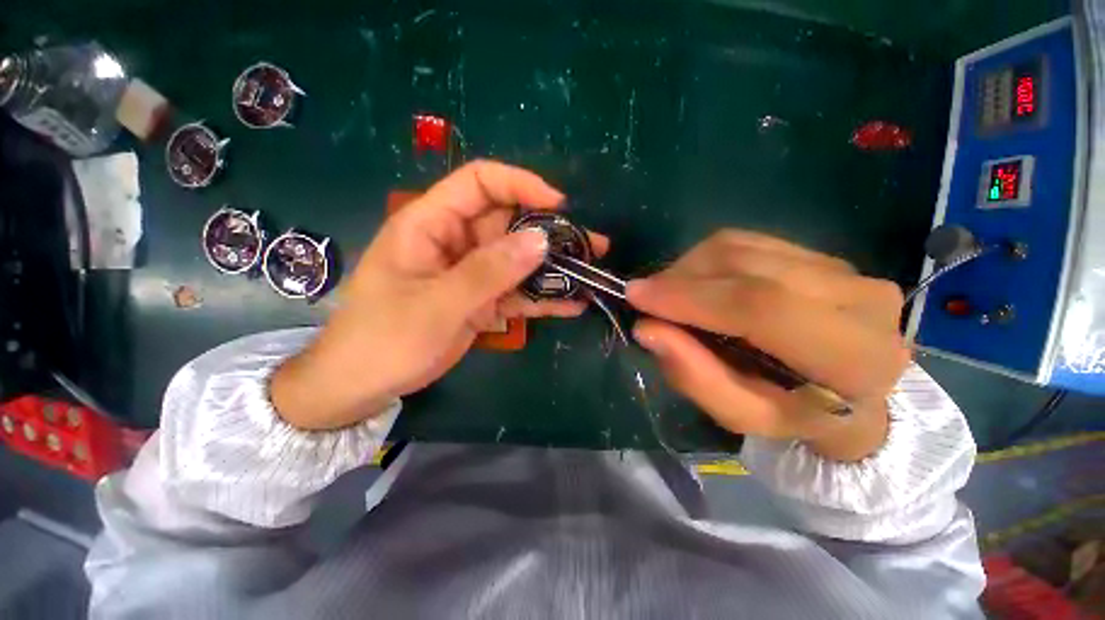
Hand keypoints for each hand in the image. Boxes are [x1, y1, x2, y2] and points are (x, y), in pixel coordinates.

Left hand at [272, 160, 607, 429]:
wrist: (363, 385)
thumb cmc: (384, 340)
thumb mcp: (437, 305)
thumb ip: (487, 273)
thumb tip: (540, 241)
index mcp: (430, 224)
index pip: (479, 183)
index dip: (520, 185)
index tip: (559, 206)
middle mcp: (455, 242)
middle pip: (508, 223)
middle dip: (550, 233)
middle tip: (591, 246)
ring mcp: (471, 273)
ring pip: (518, 259)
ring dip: (553, 268)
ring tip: (590, 275)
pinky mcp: (481, 300)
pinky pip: (516, 292)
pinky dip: (541, 298)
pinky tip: (571, 305)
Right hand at [626, 231, 909, 460]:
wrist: (853, 396)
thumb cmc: (796, 416)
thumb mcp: (743, 416)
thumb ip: (696, 377)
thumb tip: (646, 328)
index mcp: (853, 357)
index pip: (761, 307)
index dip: (690, 297)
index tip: (637, 295)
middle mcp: (859, 299)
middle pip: (745, 267)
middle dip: (680, 278)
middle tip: (645, 297)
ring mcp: (843, 268)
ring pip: (740, 247)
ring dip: (688, 267)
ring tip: (668, 294)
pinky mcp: (819, 254)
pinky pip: (745, 242)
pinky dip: (705, 259)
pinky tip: (694, 283)